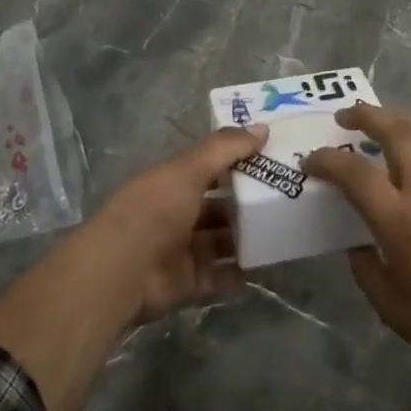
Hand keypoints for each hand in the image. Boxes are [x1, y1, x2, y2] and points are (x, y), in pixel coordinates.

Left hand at [95, 124, 267, 321]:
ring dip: (247, 238)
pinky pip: (221, 275)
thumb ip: (225, 148)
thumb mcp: (189, 169)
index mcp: (172, 183)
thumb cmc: (155, 209)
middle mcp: (177, 214)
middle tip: (286, 198)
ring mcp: (183, 250)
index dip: (237, 162)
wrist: (124, 269)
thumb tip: (263, 128)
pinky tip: (268, 264)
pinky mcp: (189, 282)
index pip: (209, 168)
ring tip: (284, 231)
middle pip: (219, 207)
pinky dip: (241, 271)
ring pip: (222, 241)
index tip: (272, 158)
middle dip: (247, 204)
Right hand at [304, 104, 410, 381]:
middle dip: (368, 114)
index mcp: (402, 222)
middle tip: (344, 116)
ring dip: (397, 121)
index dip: (327, 161)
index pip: (356, 173)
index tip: (309, 162)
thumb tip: (359, 245)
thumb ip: (366, 267)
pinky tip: (407, 161)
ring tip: (376, 125)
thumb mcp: (390, 305)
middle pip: (399, 132)